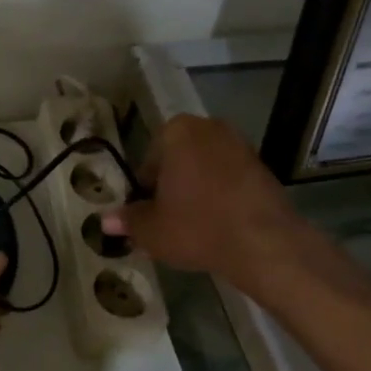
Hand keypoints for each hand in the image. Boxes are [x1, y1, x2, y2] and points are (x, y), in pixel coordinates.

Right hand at [102, 116, 300, 280]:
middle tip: (167, 220)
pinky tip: (218, 224)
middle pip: (178, 160)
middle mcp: (209, 128)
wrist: (263, 243)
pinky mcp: (263, 166)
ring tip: (193, 226)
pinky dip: (221, 196)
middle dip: (171, 186)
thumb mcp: (151, 230)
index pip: (148, 161)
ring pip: (204, 169)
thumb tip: (106, 220)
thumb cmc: (196, 227)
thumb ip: (128, 220)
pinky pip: (229, 179)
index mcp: (177, 132)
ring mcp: (241, 145)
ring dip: (196, 191)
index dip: (144, 190)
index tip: (147, 214)